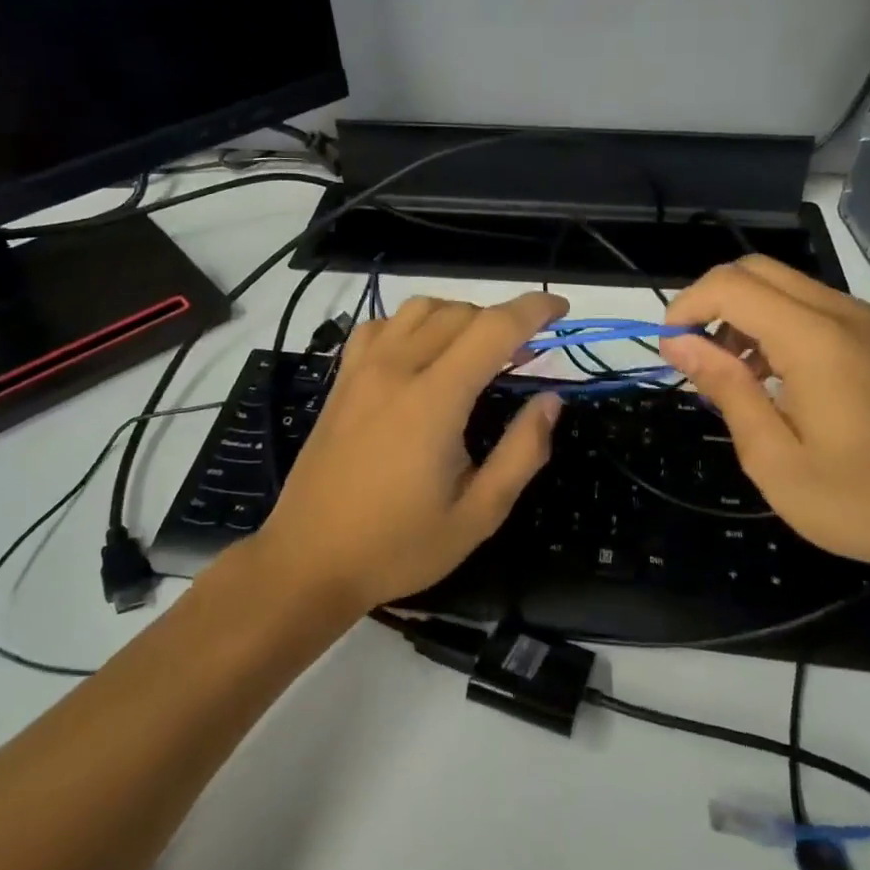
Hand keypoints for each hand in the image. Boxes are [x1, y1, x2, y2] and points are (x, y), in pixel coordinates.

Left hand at [257, 292, 567, 611]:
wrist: (308, 560)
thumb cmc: (398, 545)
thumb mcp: (478, 515)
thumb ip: (522, 453)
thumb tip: (550, 401)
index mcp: (434, 400)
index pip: (493, 329)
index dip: (533, 310)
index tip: (561, 309)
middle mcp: (396, 369)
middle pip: (460, 313)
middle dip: (502, 320)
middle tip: (526, 355)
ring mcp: (362, 370)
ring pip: (419, 309)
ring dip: (459, 316)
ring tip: (477, 351)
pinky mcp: (341, 380)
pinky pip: (381, 326)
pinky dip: (412, 324)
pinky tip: (421, 354)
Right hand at [658, 257, 869, 579]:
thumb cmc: (857, 500)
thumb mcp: (773, 457)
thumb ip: (726, 388)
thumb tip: (678, 342)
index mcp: (814, 339)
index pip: (731, 286)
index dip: (686, 308)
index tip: (669, 352)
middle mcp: (841, 314)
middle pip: (754, 270)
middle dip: (710, 301)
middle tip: (691, 355)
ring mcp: (863, 323)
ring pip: (781, 284)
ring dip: (740, 313)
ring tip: (726, 373)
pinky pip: (808, 306)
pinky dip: (770, 323)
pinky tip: (766, 376)